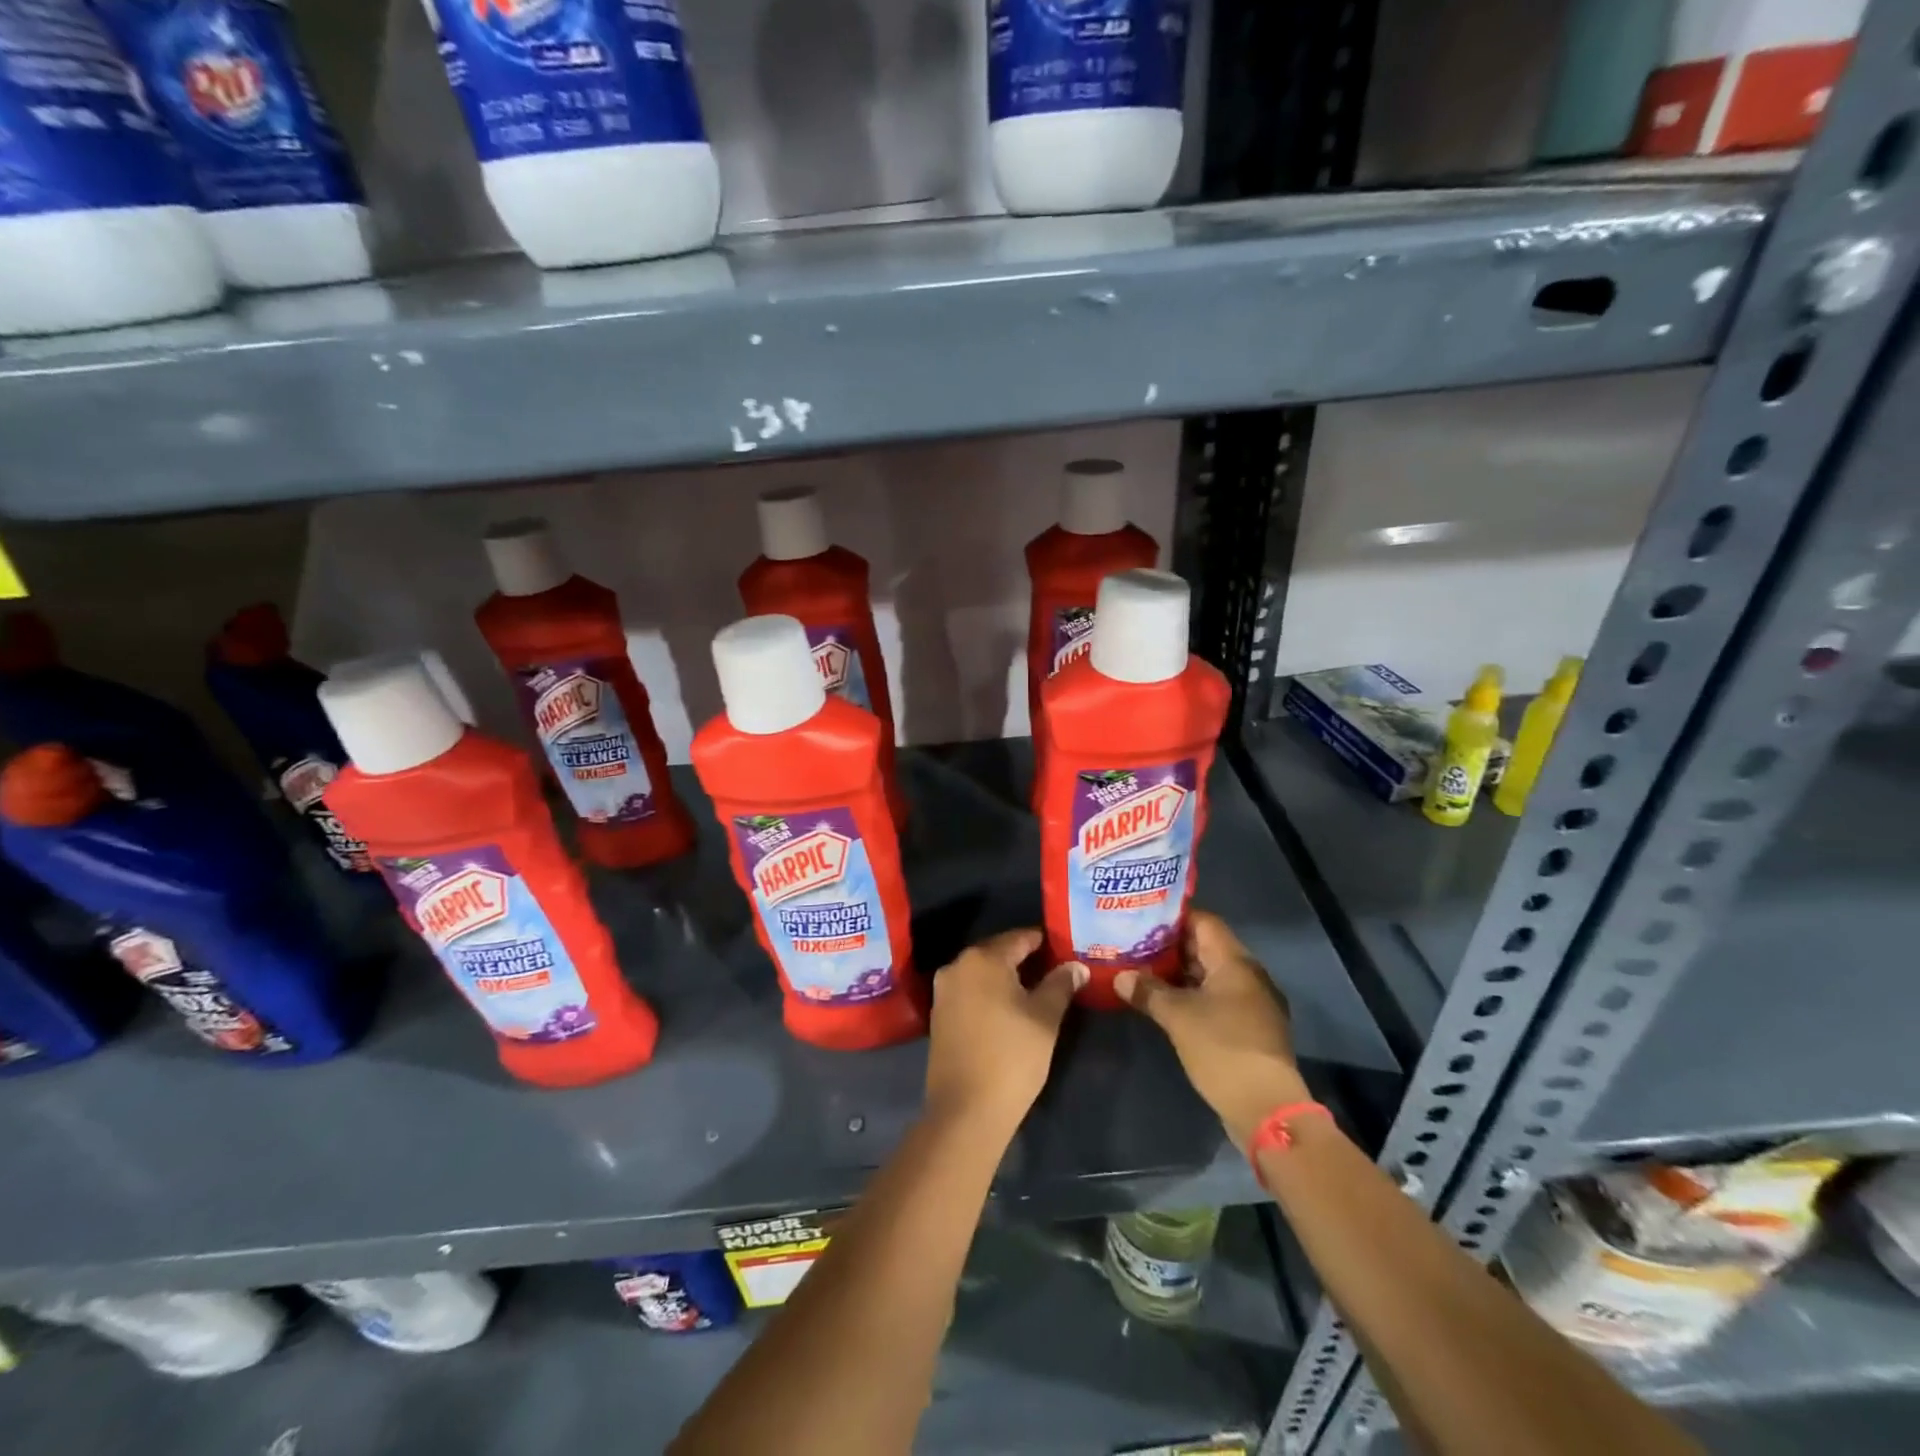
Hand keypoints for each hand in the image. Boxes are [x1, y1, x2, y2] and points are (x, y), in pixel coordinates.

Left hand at [924, 928, 1085, 1135]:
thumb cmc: (1011, 1056)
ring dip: (1008, 978)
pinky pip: (971, 992)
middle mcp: (957, 966)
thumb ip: (1061, 985)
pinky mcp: (939, 1016)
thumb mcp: (1045, 1018)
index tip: (1066, 948)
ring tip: (1038, 990)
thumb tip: (1075, 966)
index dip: (1045, 942)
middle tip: (1057, 969)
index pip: (1020, 938)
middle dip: (1026, 959)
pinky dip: (991, 994)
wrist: (965, 1110)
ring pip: (983, 973)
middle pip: (998, 953)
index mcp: (982, 958)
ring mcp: (944, 991)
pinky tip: (1011, 1010)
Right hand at [1116, 910, 1310, 1152]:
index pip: (1203, 922)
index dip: (1172, 916)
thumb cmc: (1222, 1048)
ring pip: (1209, 975)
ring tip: (1141, 968)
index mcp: (1235, 962)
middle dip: (1170, 945)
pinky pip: (1214, 998)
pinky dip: (1190, 995)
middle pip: (1206, 947)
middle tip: (1133, 941)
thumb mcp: (1177, 1016)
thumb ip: (1148, 991)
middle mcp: (1247, 975)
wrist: (1265, 1107)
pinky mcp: (1246, 1027)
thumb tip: (1121, 976)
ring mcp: (1250, 1003)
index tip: (1141, 915)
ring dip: (1178, 972)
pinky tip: (1162, 1001)